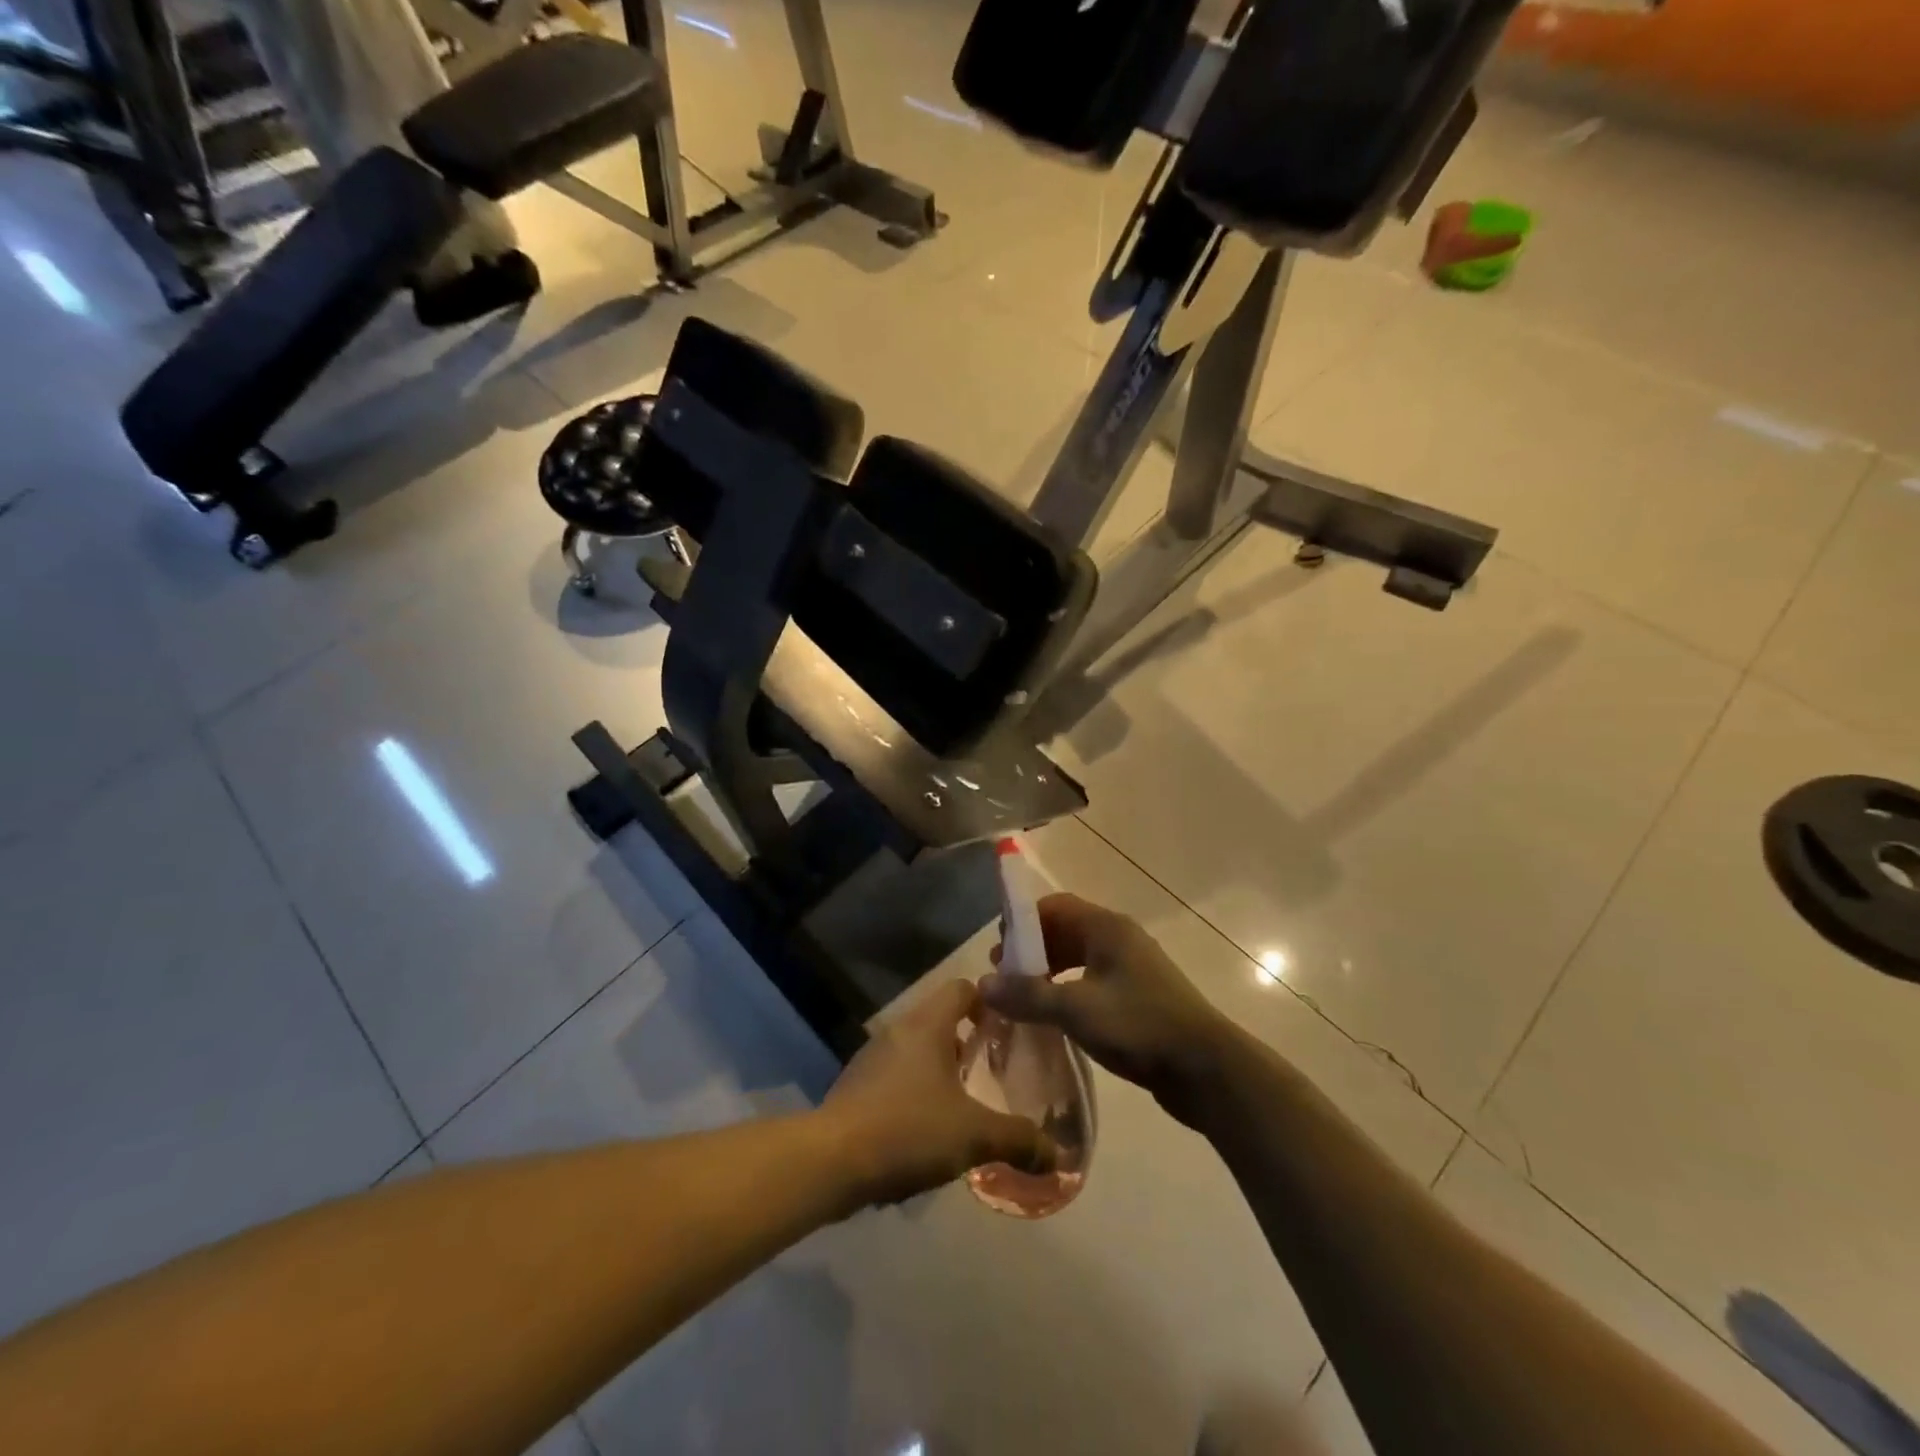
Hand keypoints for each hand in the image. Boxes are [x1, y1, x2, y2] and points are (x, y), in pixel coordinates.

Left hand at [821, 979, 1057, 1208]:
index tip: (1010, 1028)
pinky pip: (897, 1074)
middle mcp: (899, 1029)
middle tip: (995, 1068)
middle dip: (969, 1040)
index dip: (989, 1001)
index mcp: (927, 1024)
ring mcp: (873, 1056)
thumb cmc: (908, 1129)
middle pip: (941, 1018)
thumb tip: (1060, 1156)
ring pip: (918, 1048)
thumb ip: (1018, 1139)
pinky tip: (929, 1127)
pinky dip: (917, 1089)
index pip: (963, 988)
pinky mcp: (857, 1085)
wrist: (831, 1160)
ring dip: (942, 1067)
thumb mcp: (973, 1136)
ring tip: (967, 1100)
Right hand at [980, 893, 1234, 1117]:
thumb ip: (1029, 995)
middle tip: (1005, 979)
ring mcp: (1132, 968)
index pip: (1055, 906)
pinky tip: (1055, 1019)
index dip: (1023, 922)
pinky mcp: (1138, 997)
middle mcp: (1119, 939)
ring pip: (1078, 958)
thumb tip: (984, 985)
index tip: (998, 952)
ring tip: (1024, 1001)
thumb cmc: (1139, 1026)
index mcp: (1107, 928)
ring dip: (1048, 973)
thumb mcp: (1076, 1009)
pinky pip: (1092, 982)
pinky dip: (1068, 991)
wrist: (1206, 1068)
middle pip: (1065, 930)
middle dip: (1032, 950)